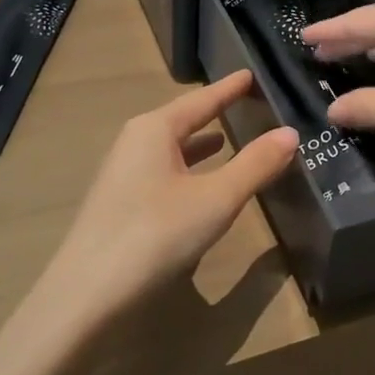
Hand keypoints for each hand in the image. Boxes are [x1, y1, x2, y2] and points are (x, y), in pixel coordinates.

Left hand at [42, 70, 295, 326]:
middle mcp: (135, 143)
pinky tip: (200, 187)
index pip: (202, 99)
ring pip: (171, 149)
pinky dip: (187, 171)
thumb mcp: (216, 199)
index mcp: (155, 129)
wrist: (84, 300)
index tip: (252, 74)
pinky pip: (162, 173)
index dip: (230, 88)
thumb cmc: (154, 235)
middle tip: (249, 104)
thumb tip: (290, 132)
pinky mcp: (119, 206)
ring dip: (200, 144)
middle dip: (215, 113)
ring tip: (229, 138)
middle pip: (183, 120)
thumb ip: (255, 164)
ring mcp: (123, 175)